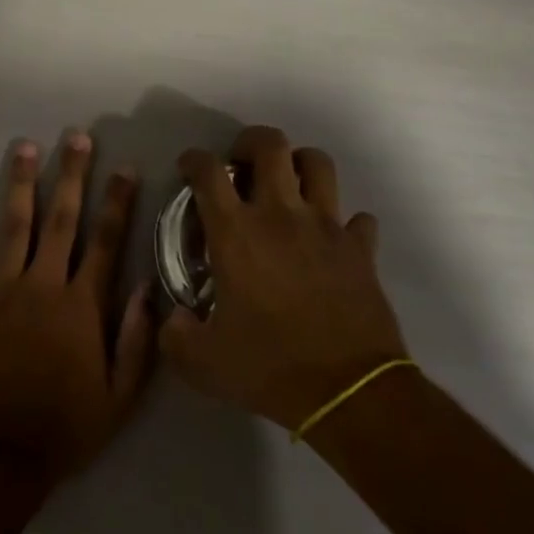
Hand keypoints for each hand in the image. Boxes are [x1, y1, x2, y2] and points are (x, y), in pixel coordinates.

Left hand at [0, 131, 155, 486]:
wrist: (3, 456)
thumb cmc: (67, 425)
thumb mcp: (121, 396)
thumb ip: (139, 340)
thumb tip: (149, 287)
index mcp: (83, 304)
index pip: (106, 241)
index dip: (118, 202)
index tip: (126, 169)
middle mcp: (45, 284)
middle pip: (62, 218)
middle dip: (72, 174)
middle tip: (77, 138)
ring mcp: (4, 290)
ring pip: (15, 225)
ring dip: (21, 183)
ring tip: (24, 147)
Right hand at [159, 126, 407, 433]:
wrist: (349, 392)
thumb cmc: (271, 367)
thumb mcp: (203, 363)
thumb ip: (175, 335)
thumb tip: (173, 318)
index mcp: (237, 232)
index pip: (209, 172)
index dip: (194, 160)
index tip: (189, 168)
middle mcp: (281, 214)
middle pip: (270, 144)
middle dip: (250, 142)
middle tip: (242, 164)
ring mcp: (326, 226)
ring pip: (318, 163)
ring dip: (300, 165)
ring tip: (288, 185)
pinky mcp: (360, 248)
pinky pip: (357, 218)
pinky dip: (344, 222)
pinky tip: (331, 239)